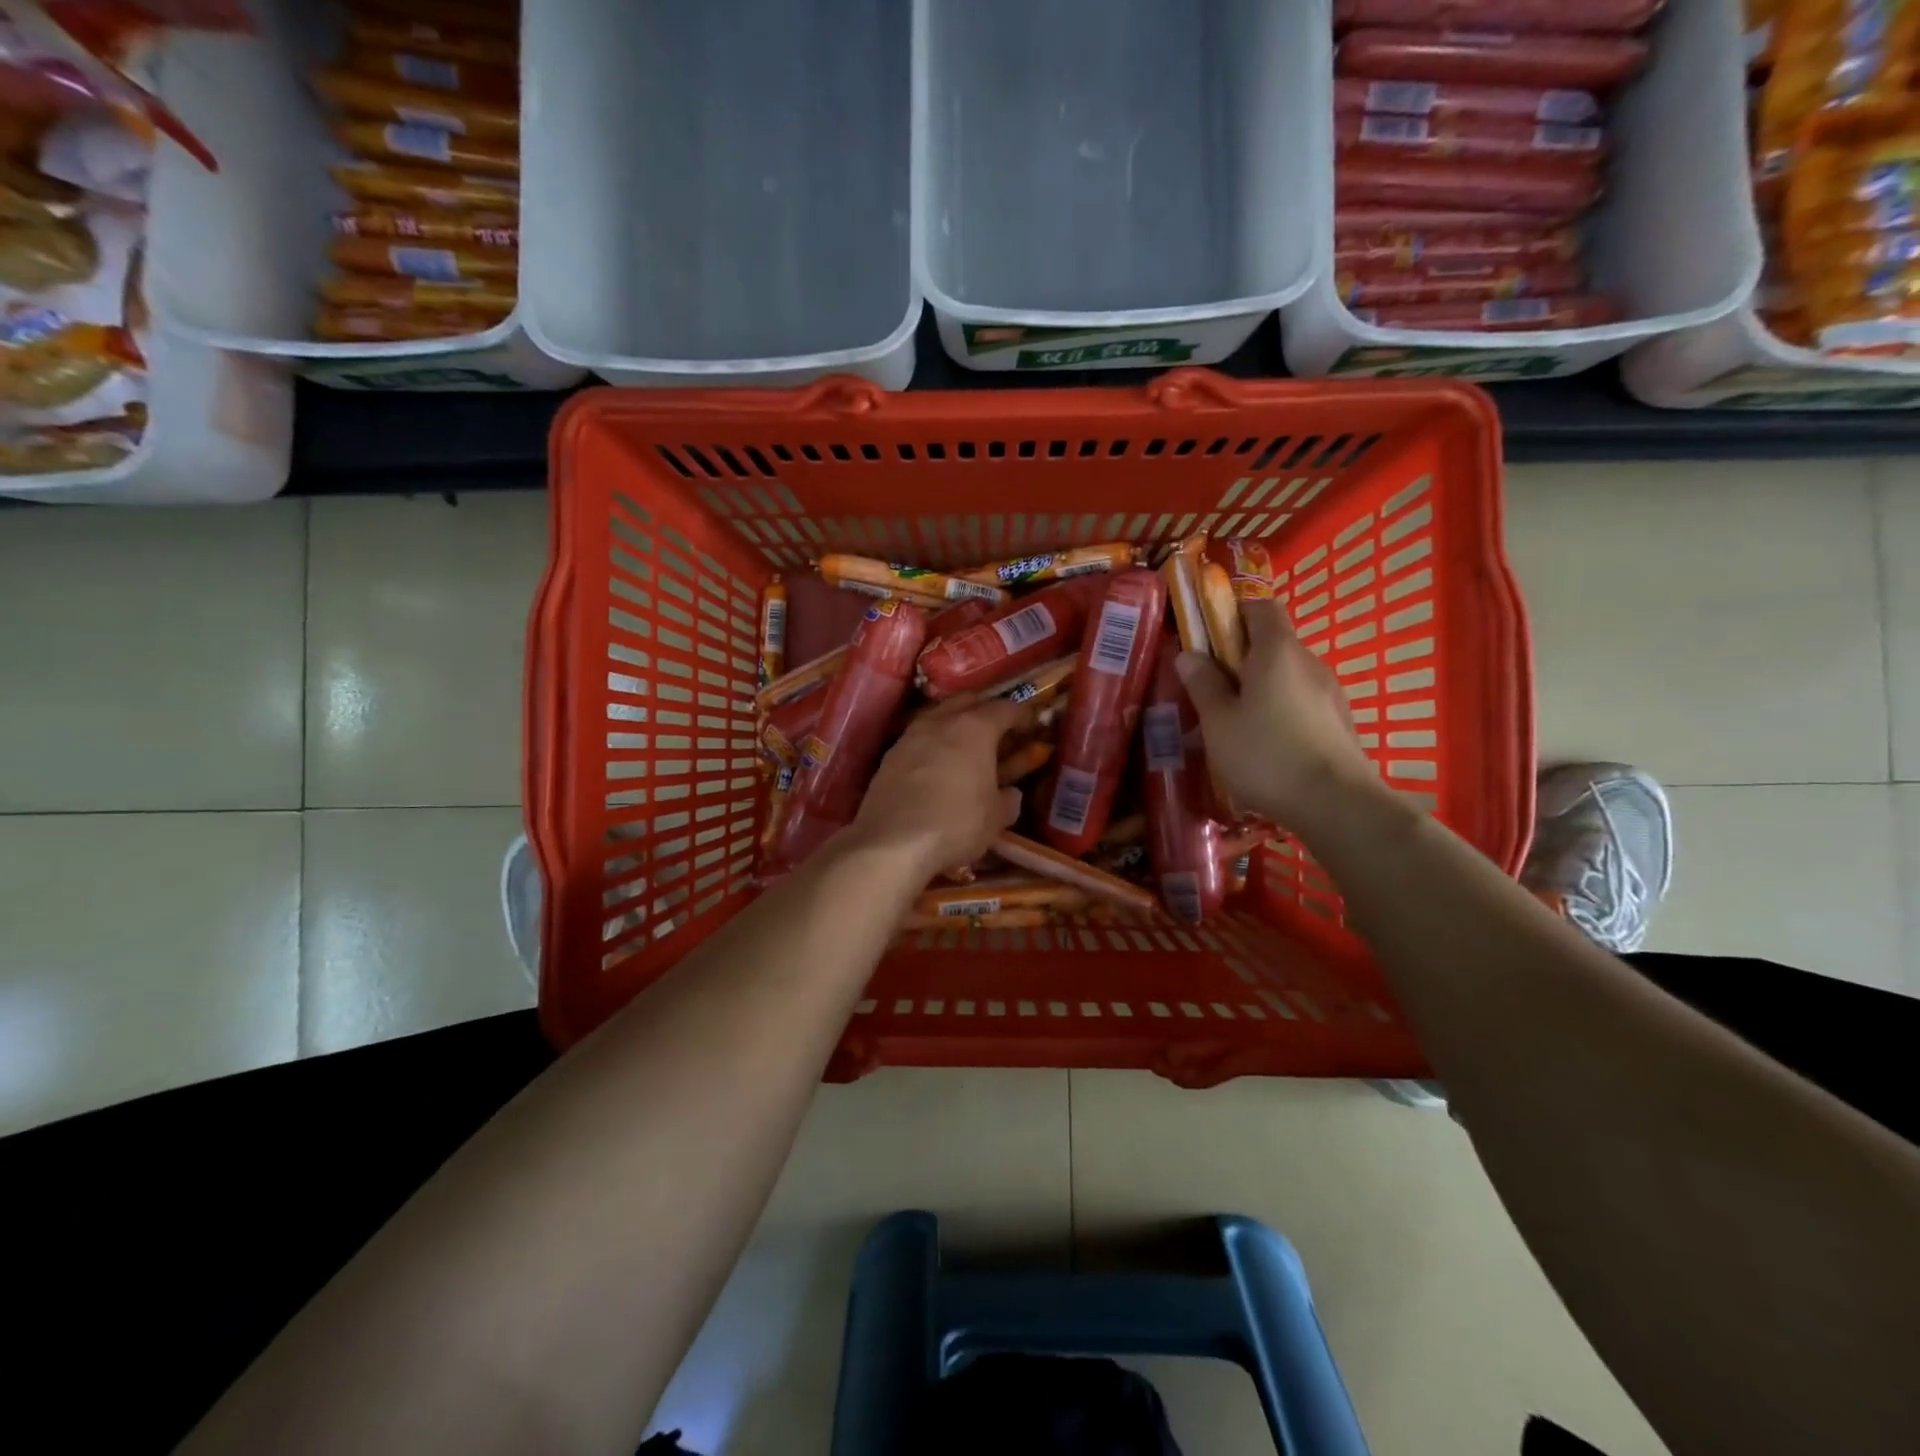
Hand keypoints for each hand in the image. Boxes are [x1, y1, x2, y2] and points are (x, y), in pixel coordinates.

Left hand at [845, 695, 1023, 877]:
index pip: (1006, 709)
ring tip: (966, 745)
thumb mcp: (996, 818)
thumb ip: (1008, 799)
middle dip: (986, 710)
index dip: (1022, 716)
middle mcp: (941, 722)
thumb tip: (1010, 793)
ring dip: (955, 724)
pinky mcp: (890, 755)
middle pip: (968, 701)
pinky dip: (933, 743)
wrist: (893, 842)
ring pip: (939, 715)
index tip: (1030, 727)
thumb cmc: (956, 824)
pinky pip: (918, 737)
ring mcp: (911, 735)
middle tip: (998, 731)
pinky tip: (936, 764)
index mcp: (975, 728)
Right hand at [1176, 598, 1383, 833]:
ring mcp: (1330, 692)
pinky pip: (1300, 702)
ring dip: (1259, 688)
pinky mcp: (1339, 721)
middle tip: (1210, 688)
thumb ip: (1203, 683)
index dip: (1233, 614)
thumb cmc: (1266, 754)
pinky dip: (1279, 711)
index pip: (1260, 607)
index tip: (1207, 638)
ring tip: (1233, 724)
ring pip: (1286, 676)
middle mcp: (1309, 662)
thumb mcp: (1219, 721)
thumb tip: (1189, 654)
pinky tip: (1264, 745)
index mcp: (1277, 651)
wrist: (1337, 804)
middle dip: (1239, 658)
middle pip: (1272, 643)